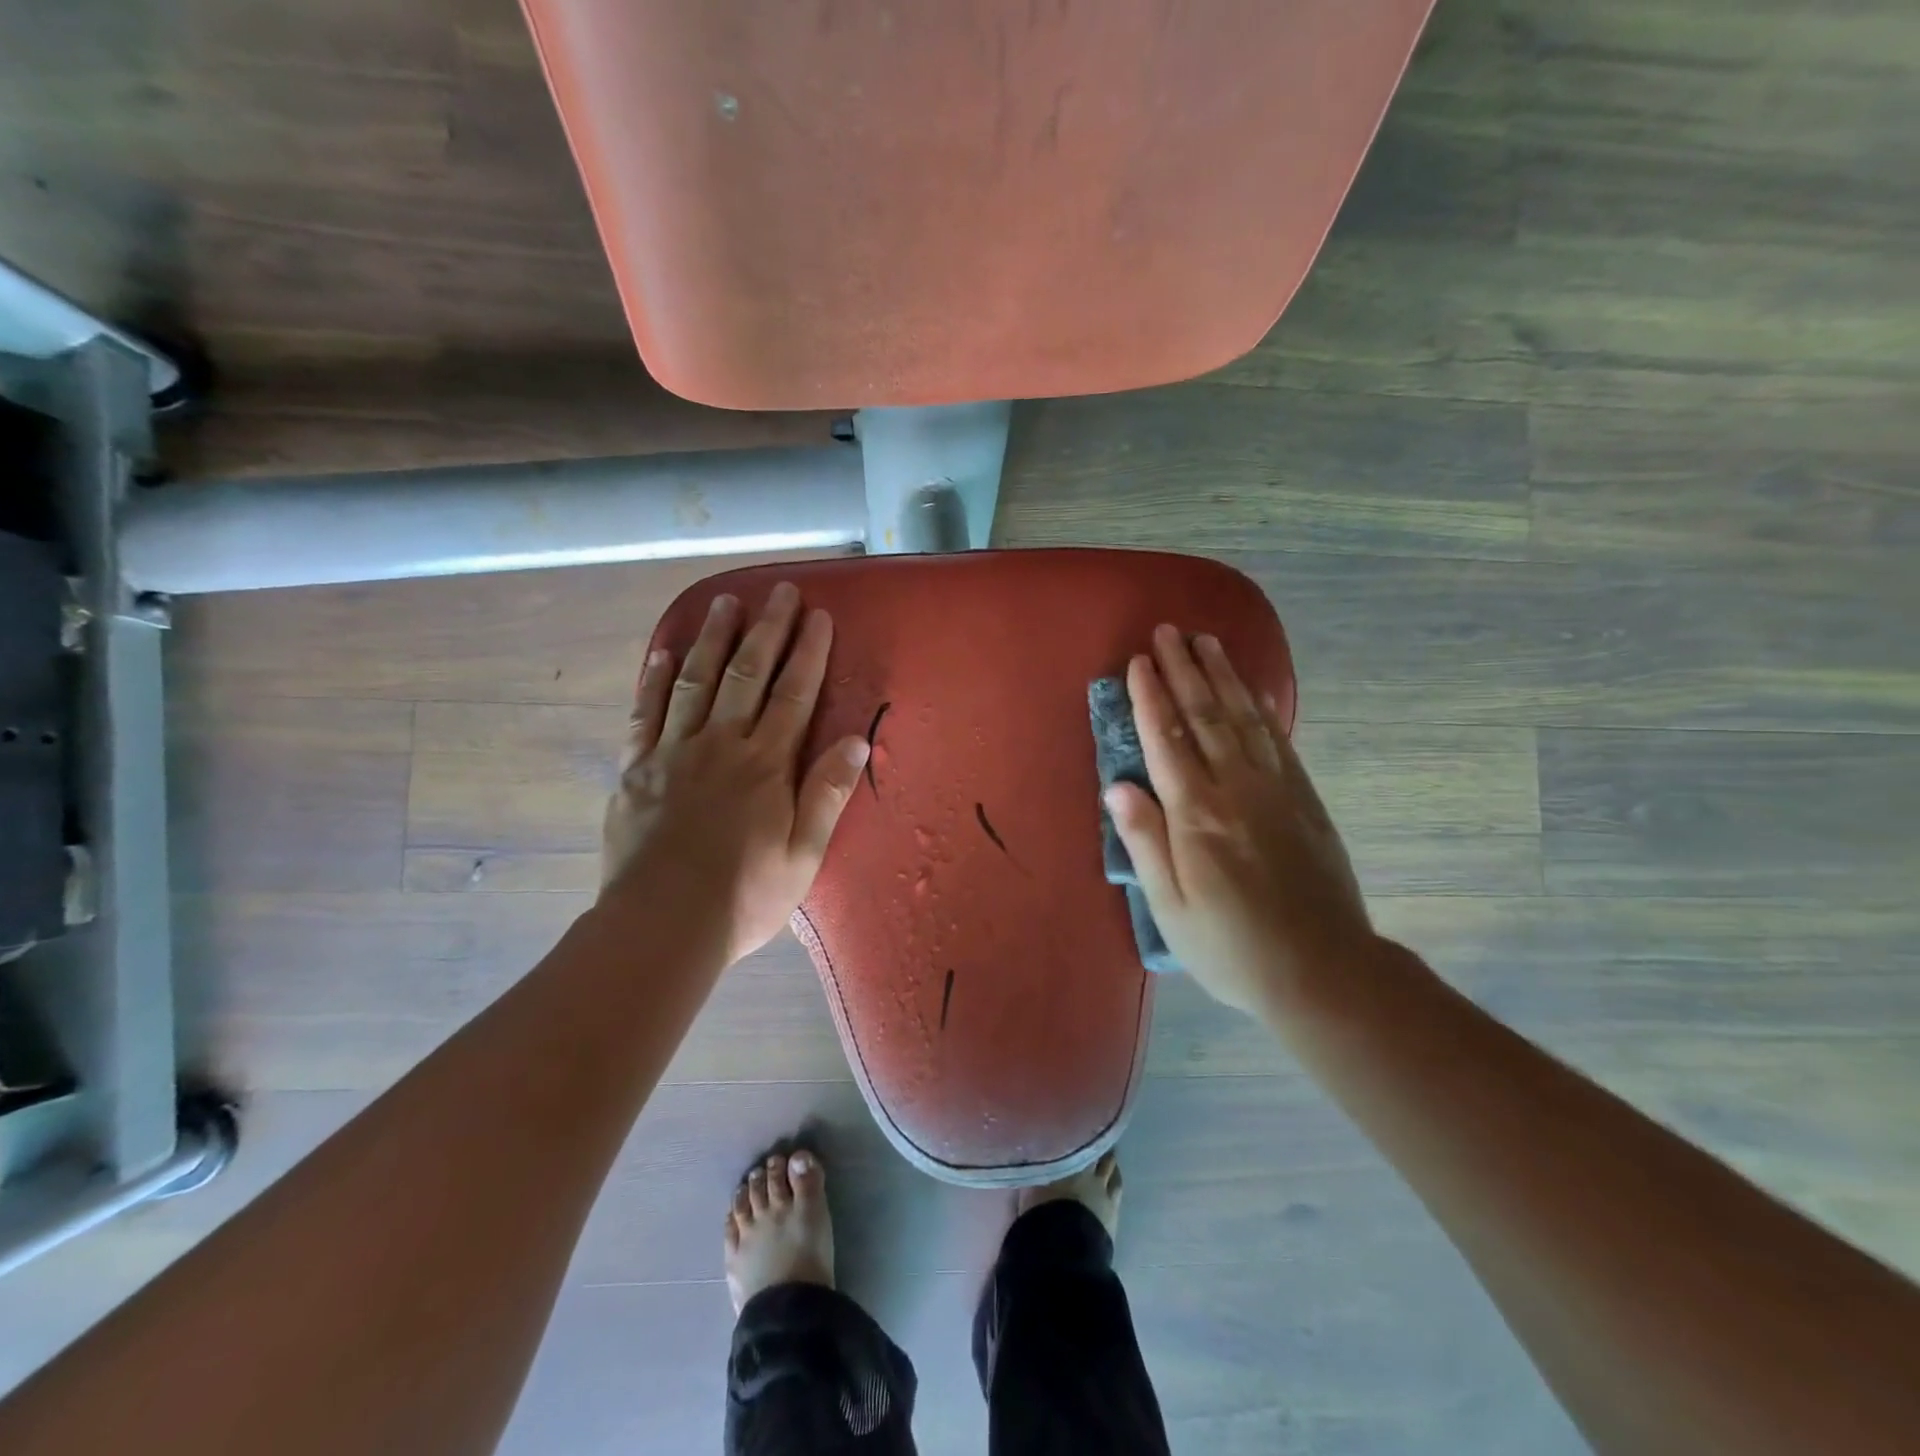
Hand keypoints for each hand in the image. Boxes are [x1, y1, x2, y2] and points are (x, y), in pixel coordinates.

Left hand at [602, 582, 870, 964]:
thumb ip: (828, 793)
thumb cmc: (745, 896)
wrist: (661, 926)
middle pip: (747, 674)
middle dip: (767, 630)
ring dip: (713, 638)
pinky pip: (645, 712)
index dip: (808, 653)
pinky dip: (655, 679)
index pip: (794, 694)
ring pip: (696, 681)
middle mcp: (721, 745)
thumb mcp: (804, 854)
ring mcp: (673, 752)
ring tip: (725, 602)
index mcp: (766, 765)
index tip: (819, 616)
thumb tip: (857, 740)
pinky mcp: (636, 769)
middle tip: (779, 591)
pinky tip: (663, 652)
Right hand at [1104, 626, 1374, 1016]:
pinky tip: (1252, 690)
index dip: (1150, 697)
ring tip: (1206, 641)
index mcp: (1197, 815)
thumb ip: (1145, 842)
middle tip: (1167, 631)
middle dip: (1183, 669)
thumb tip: (1117, 786)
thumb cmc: (1231, 947)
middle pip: (1205, 715)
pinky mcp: (1304, 799)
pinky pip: (1278, 740)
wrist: (1323, 971)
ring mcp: (1277, 790)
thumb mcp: (1171, 907)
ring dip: (1223, 676)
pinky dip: (1261, 707)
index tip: (1137, 661)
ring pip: (1243, 718)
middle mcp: (1237, 789)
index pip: (1167, 740)